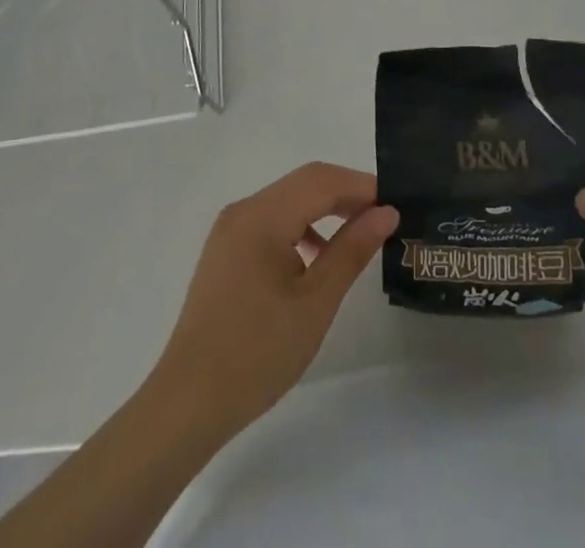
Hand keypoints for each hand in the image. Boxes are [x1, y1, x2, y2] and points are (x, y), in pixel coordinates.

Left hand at [146, 161, 398, 442]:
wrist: (187, 403)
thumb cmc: (256, 354)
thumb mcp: (315, 303)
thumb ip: (351, 250)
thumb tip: (386, 212)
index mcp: (262, 216)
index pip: (322, 180)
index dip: (362, 186)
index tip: (397, 203)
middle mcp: (244, 210)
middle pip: (304, 183)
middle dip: (346, 194)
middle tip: (384, 216)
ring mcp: (231, 229)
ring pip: (288, 200)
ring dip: (325, 210)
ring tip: (359, 236)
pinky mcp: (227, 250)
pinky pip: (272, 221)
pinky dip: (301, 228)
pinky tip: (317, 259)